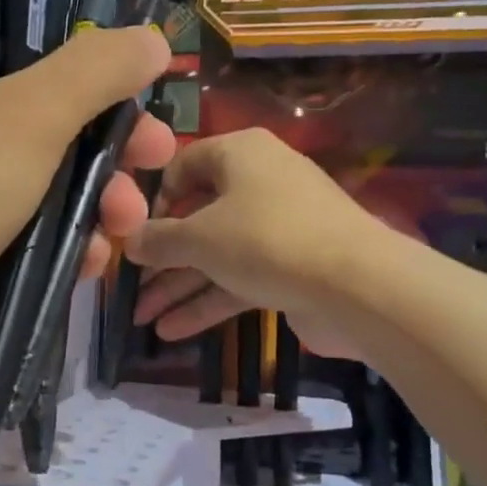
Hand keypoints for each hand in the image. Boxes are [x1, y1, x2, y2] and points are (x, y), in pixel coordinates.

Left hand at [0, 28, 175, 350]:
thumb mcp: (24, 114)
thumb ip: (95, 72)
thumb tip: (153, 37)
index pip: (18, 57)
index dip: (84, 72)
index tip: (138, 90)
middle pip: (44, 128)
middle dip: (107, 147)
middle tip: (157, 157)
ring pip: (45, 194)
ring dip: (97, 204)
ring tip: (127, 223)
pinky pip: (32, 252)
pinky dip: (67, 253)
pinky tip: (91, 264)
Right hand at [127, 127, 404, 360]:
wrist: (358, 286)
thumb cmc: (266, 239)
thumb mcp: (200, 237)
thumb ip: (159, 240)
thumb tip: (128, 241)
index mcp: (239, 154)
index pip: (183, 166)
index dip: (154, 200)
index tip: (134, 234)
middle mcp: (258, 182)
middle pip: (197, 217)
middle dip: (161, 257)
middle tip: (129, 286)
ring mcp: (277, 227)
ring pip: (216, 253)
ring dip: (179, 286)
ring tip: (140, 318)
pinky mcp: (290, 266)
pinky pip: (239, 277)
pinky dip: (208, 301)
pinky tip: (171, 331)